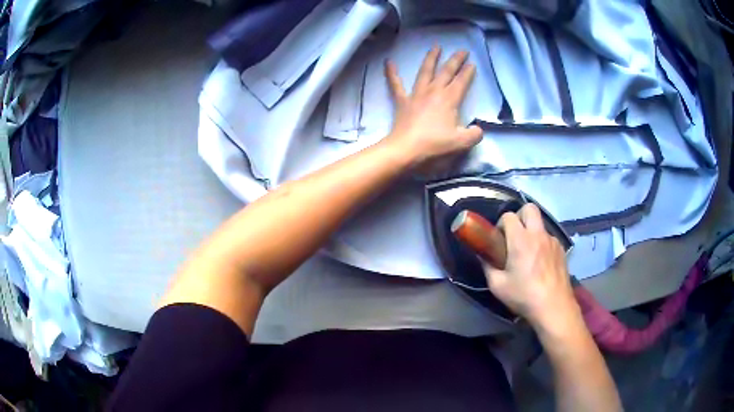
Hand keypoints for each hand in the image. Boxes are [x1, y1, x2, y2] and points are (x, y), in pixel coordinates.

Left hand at [382, 46, 482, 168]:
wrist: (406, 150)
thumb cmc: (435, 145)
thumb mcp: (461, 143)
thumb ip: (474, 135)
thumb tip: (477, 129)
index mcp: (449, 100)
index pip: (461, 82)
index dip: (468, 72)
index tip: (472, 64)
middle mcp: (434, 91)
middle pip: (446, 71)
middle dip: (455, 60)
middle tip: (462, 50)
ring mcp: (416, 94)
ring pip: (425, 71)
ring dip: (431, 58)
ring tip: (436, 46)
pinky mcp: (402, 101)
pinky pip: (395, 84)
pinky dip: (391, 72)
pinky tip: (389, 61)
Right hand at [482, 204, 580, 329]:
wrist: (553, 307)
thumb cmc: (524, 296)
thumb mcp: (498, 285)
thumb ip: (487, 267)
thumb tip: (482, 256)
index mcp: (521, 240)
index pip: (509, 216)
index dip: (501, 224)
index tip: (499, 239)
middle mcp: (538, 234)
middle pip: (530, 208)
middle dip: (520, 216)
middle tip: (514, 235)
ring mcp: (552, 241)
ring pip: (540, 225)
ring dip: (532, 232)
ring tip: (528, 254)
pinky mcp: (561, 250)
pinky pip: (549, 238)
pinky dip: (542, 244)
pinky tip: (540, 264)